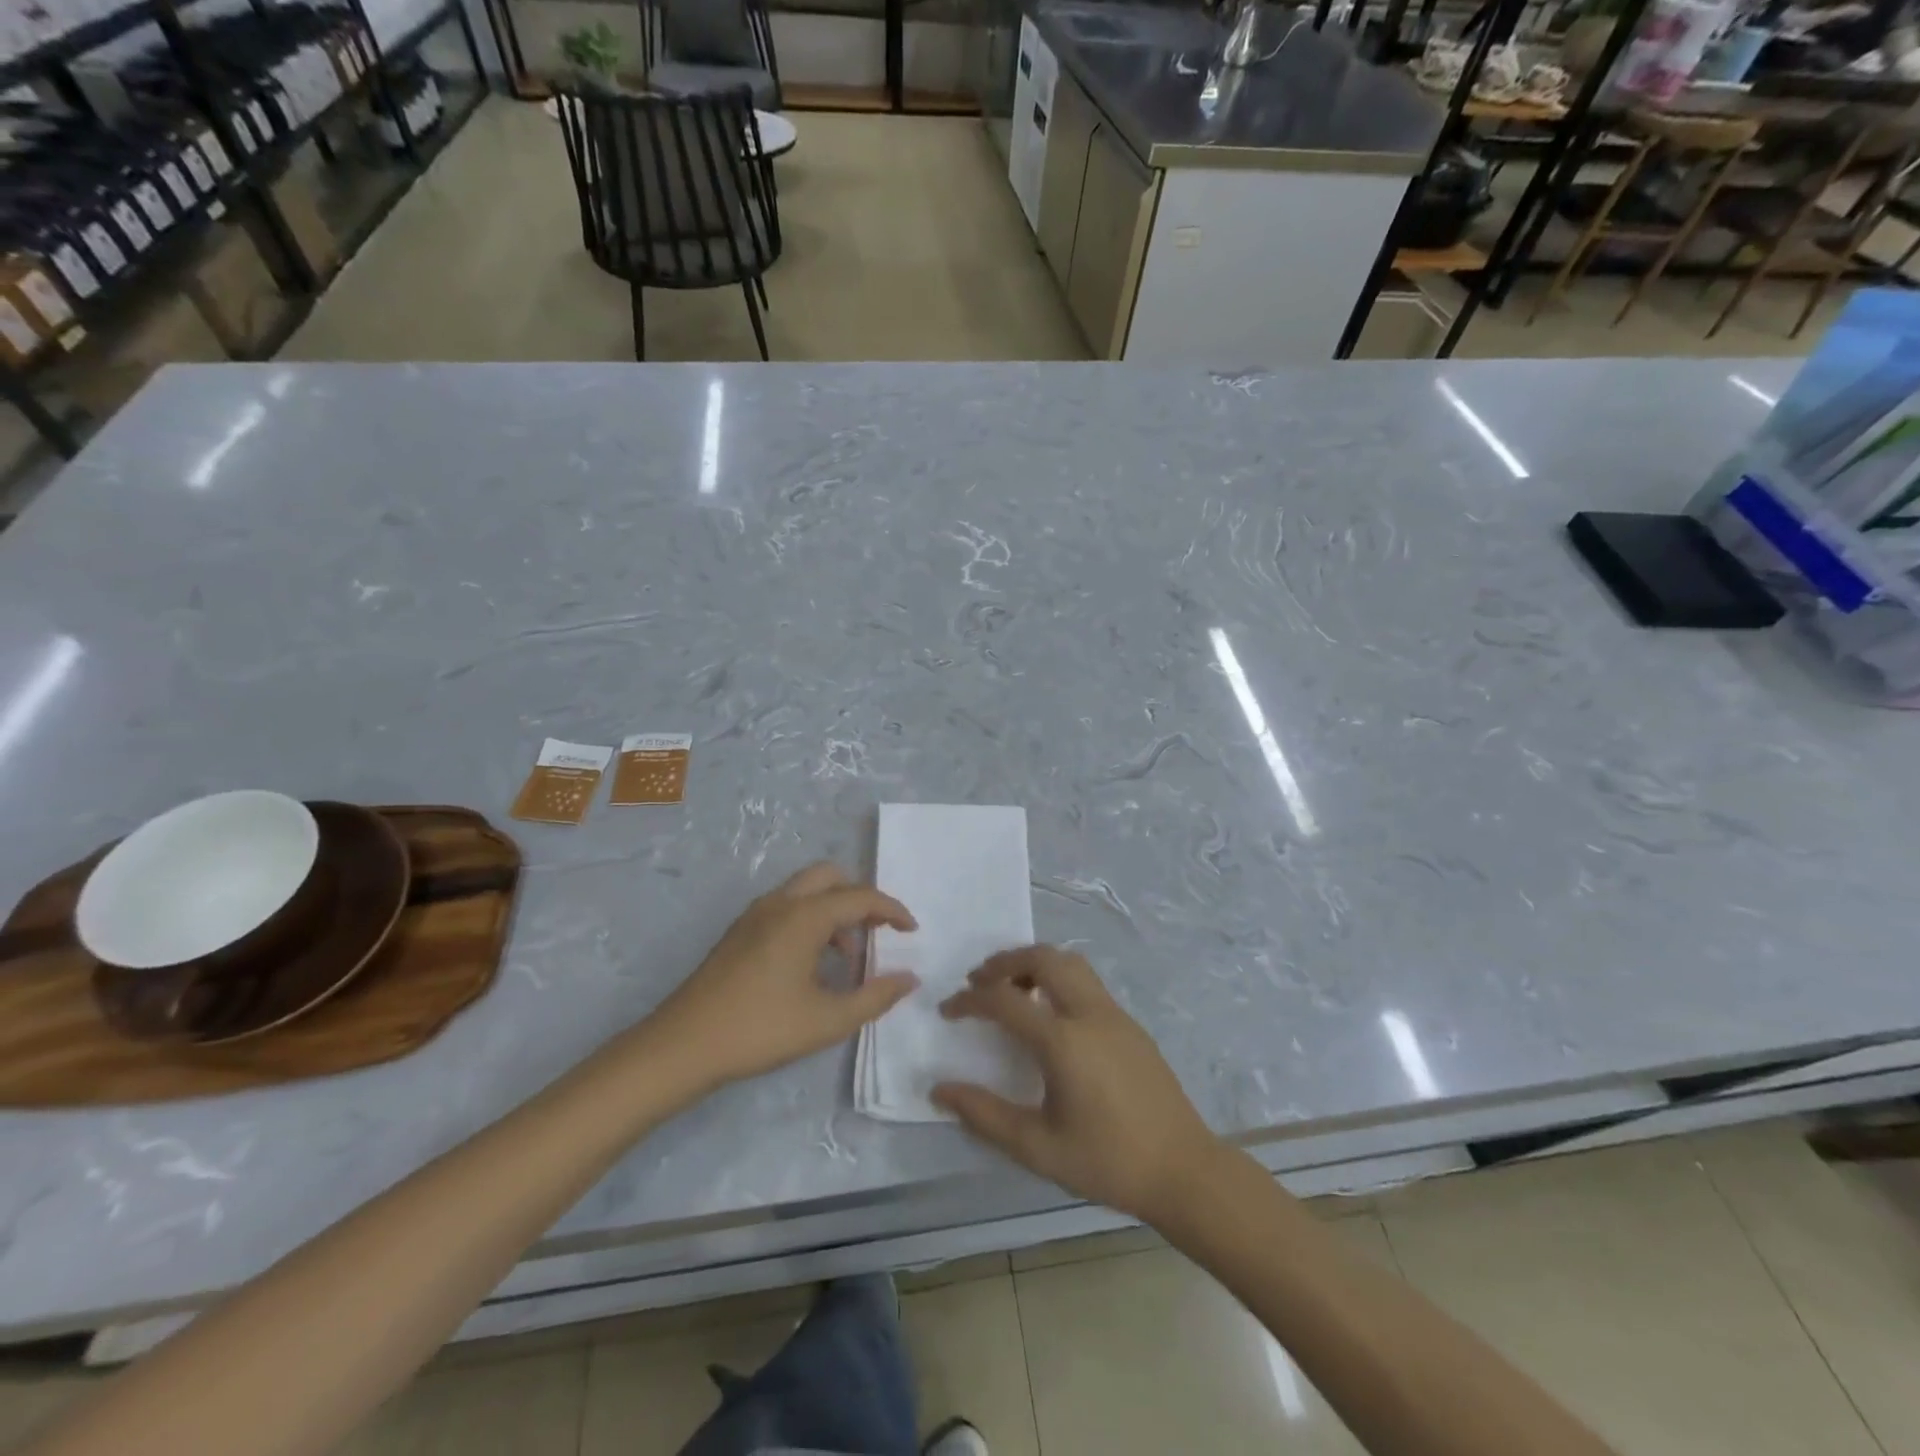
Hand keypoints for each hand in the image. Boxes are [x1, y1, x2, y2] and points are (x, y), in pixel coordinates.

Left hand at [644, 863, 917, 1091]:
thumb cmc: (761, 1030)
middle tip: (878, 930)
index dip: (893, 910)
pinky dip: (810, 918)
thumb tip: (909, 978)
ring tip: (847, 956)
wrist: (682, 1045)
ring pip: (806, 890)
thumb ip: (875, 997)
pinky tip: (812, 962)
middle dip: (861, 897)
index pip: (861, 896)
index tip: (912, 931)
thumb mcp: (828, 1020)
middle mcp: (781, 903)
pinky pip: (787, 906)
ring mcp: (755, 914)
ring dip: (834, 909)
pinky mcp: (740, 930)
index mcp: (804, 916)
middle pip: (831, 876)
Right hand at [932, 947, 1219, 1223]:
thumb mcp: (1038, 1147)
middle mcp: (1089, 1013)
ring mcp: (1114, 1014)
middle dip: (1004, 962)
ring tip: (1012, 989)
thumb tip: (940, 1090)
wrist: (1183, 1170)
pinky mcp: (1130, 1023)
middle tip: (978, 982)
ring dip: (1035, 963)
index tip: (948, 1011)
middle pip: (1042, 958)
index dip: (969, 1000)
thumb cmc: (1107, 1161)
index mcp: (1063, 1040)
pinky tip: (1050, 1014)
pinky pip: (1086, 981)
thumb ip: (985, 1115)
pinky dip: (1058, 978)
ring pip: (1069, 962)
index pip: (1004, 1000)